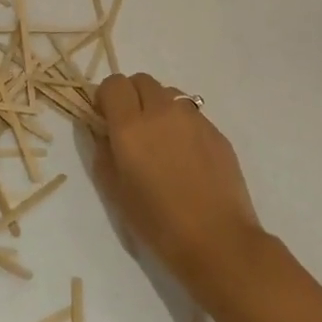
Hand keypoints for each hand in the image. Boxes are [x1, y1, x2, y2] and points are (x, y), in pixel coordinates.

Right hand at [93, 73, 265, 294]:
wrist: (218, 241)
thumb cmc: (158, 222)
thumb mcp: (115, 191)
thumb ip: (103, 152)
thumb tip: (104, 132)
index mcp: (130, 126)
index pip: (113, 84)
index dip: (106, 97)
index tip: (105, 118)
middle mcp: (161, 112)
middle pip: (141, 80)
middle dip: (131, 96)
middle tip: (132, 128)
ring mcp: (193, 119)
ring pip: (168, 93)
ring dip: (157, 106)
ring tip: (161, 140)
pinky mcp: (216, 131)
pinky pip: (191, 113)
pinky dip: (181, 124)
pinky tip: (186, 157)